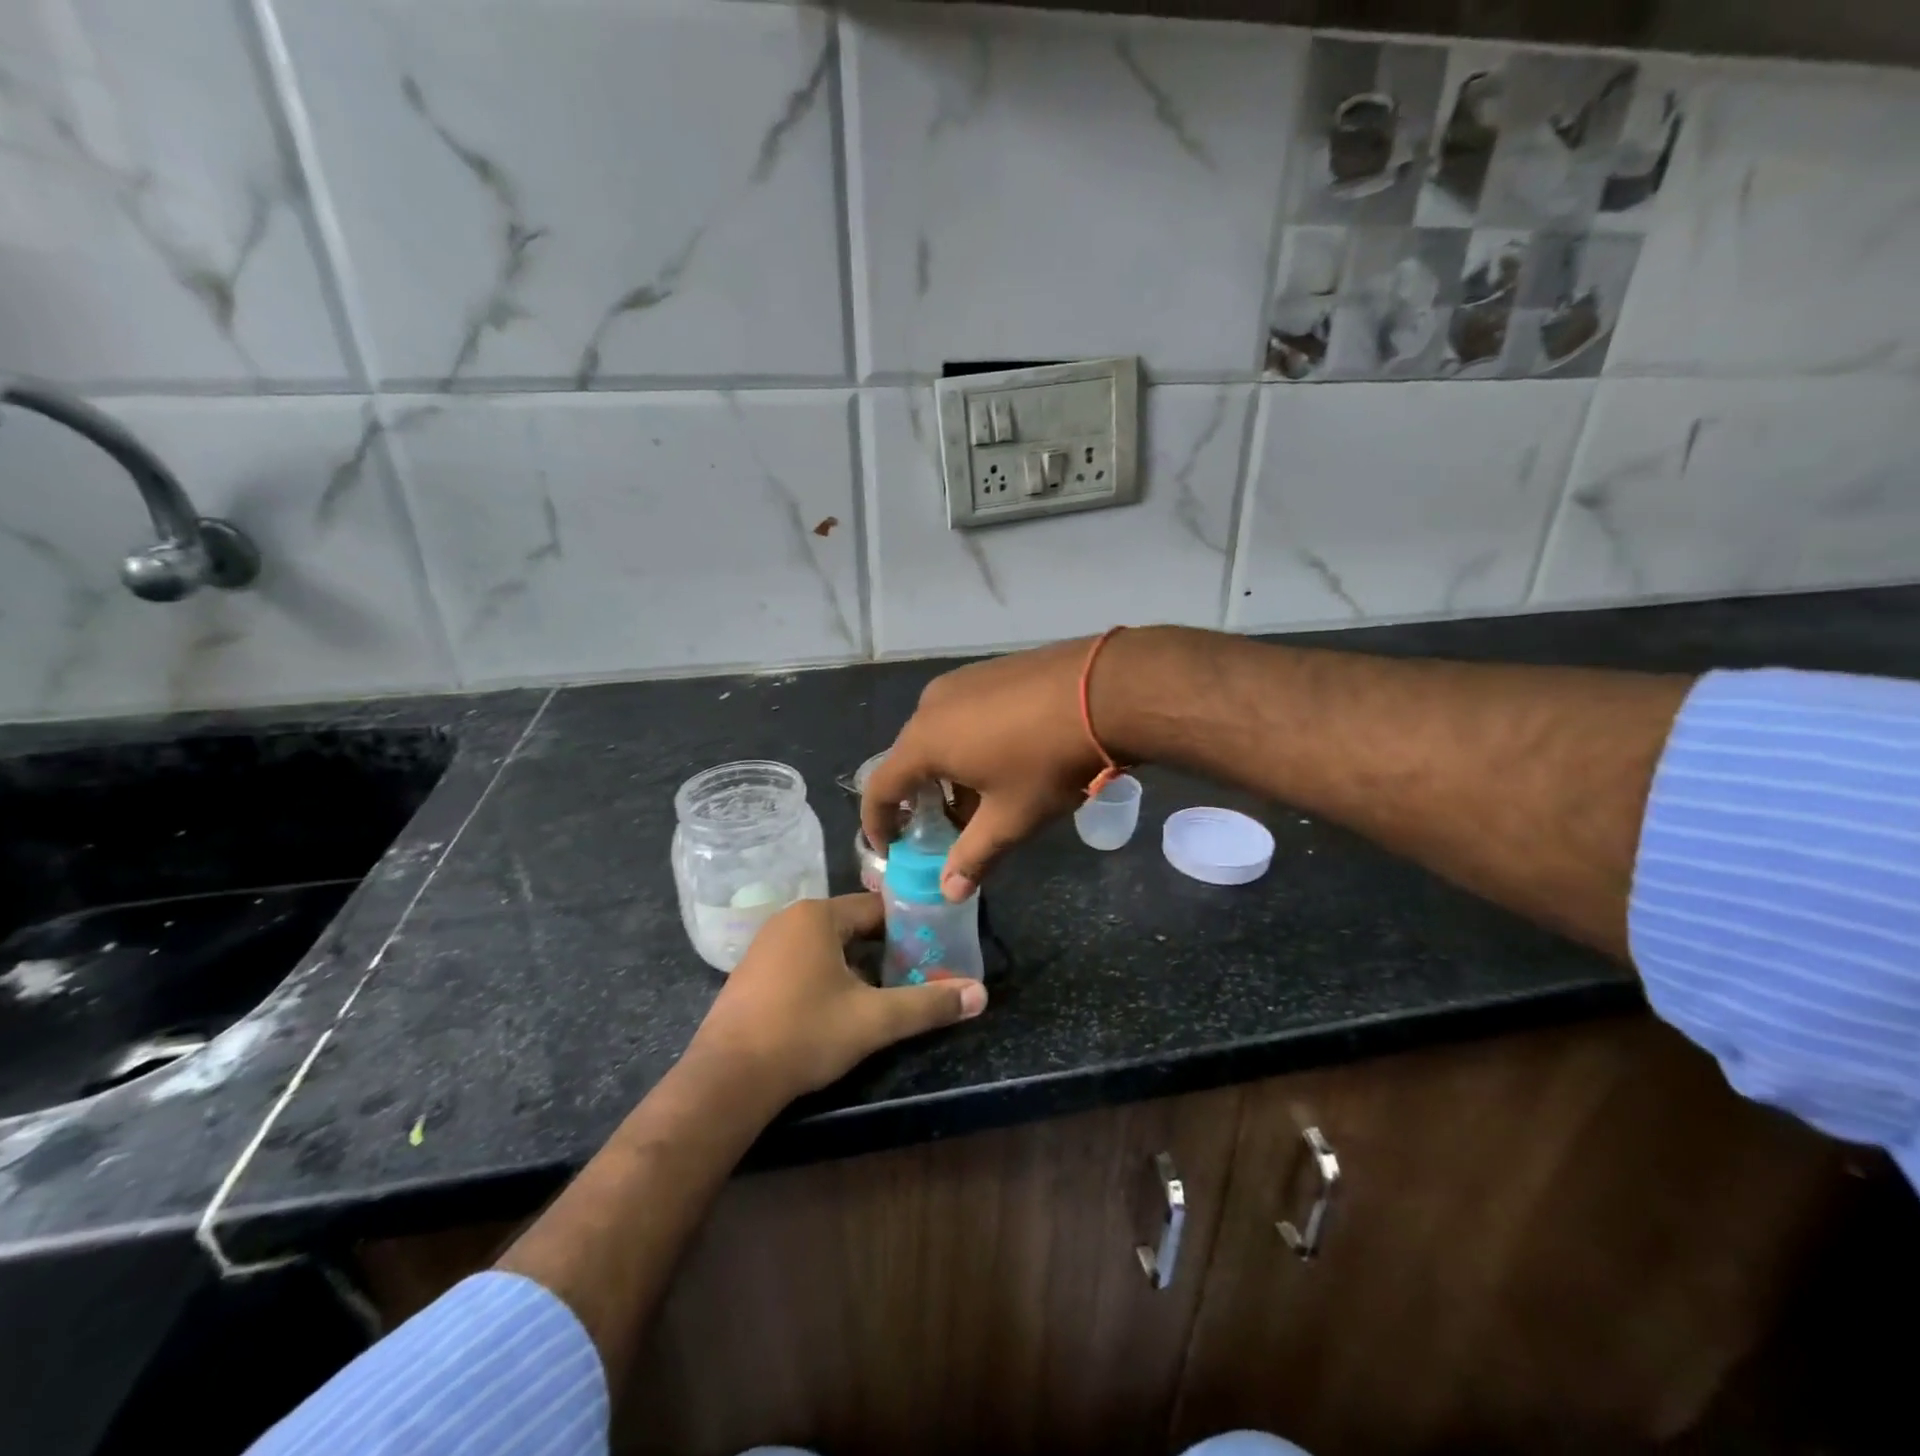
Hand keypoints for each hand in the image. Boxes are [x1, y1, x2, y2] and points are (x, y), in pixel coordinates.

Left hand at [685, 893, 986, 1102]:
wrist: (726, 1080)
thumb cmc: (804, 1034)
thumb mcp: (874, 1020)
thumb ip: (928, 1004)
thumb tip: (981, 994)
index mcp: (818, 915)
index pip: (878, 908)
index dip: (910, 927)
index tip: (934, 948)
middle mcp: (790, 919)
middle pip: (852, 926)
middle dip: (884, 950)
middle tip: (914, 975)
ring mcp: (765, 946)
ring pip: (827, 946)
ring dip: (856, 966)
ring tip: (882, 995)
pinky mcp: (751, 974)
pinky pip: (802, 962)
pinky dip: (826, 977)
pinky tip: (837, 1009)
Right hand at [864, 635, 1117, 899]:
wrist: (1104, 691)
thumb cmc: (1047, 762)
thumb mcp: (1011, 818)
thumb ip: (974, 856)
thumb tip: (949, 891)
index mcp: (924, 741)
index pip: (880, 787)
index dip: (878, 822)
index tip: (890, 846)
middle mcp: (931, 705)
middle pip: (910, 759)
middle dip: (920, 799)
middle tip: (943, 829)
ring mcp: (961, 681)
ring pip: (937, 734)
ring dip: (947, 771)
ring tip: (979, 798)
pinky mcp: (989, 669)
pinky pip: (961, 713)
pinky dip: (966, 742)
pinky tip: (1001, 759)